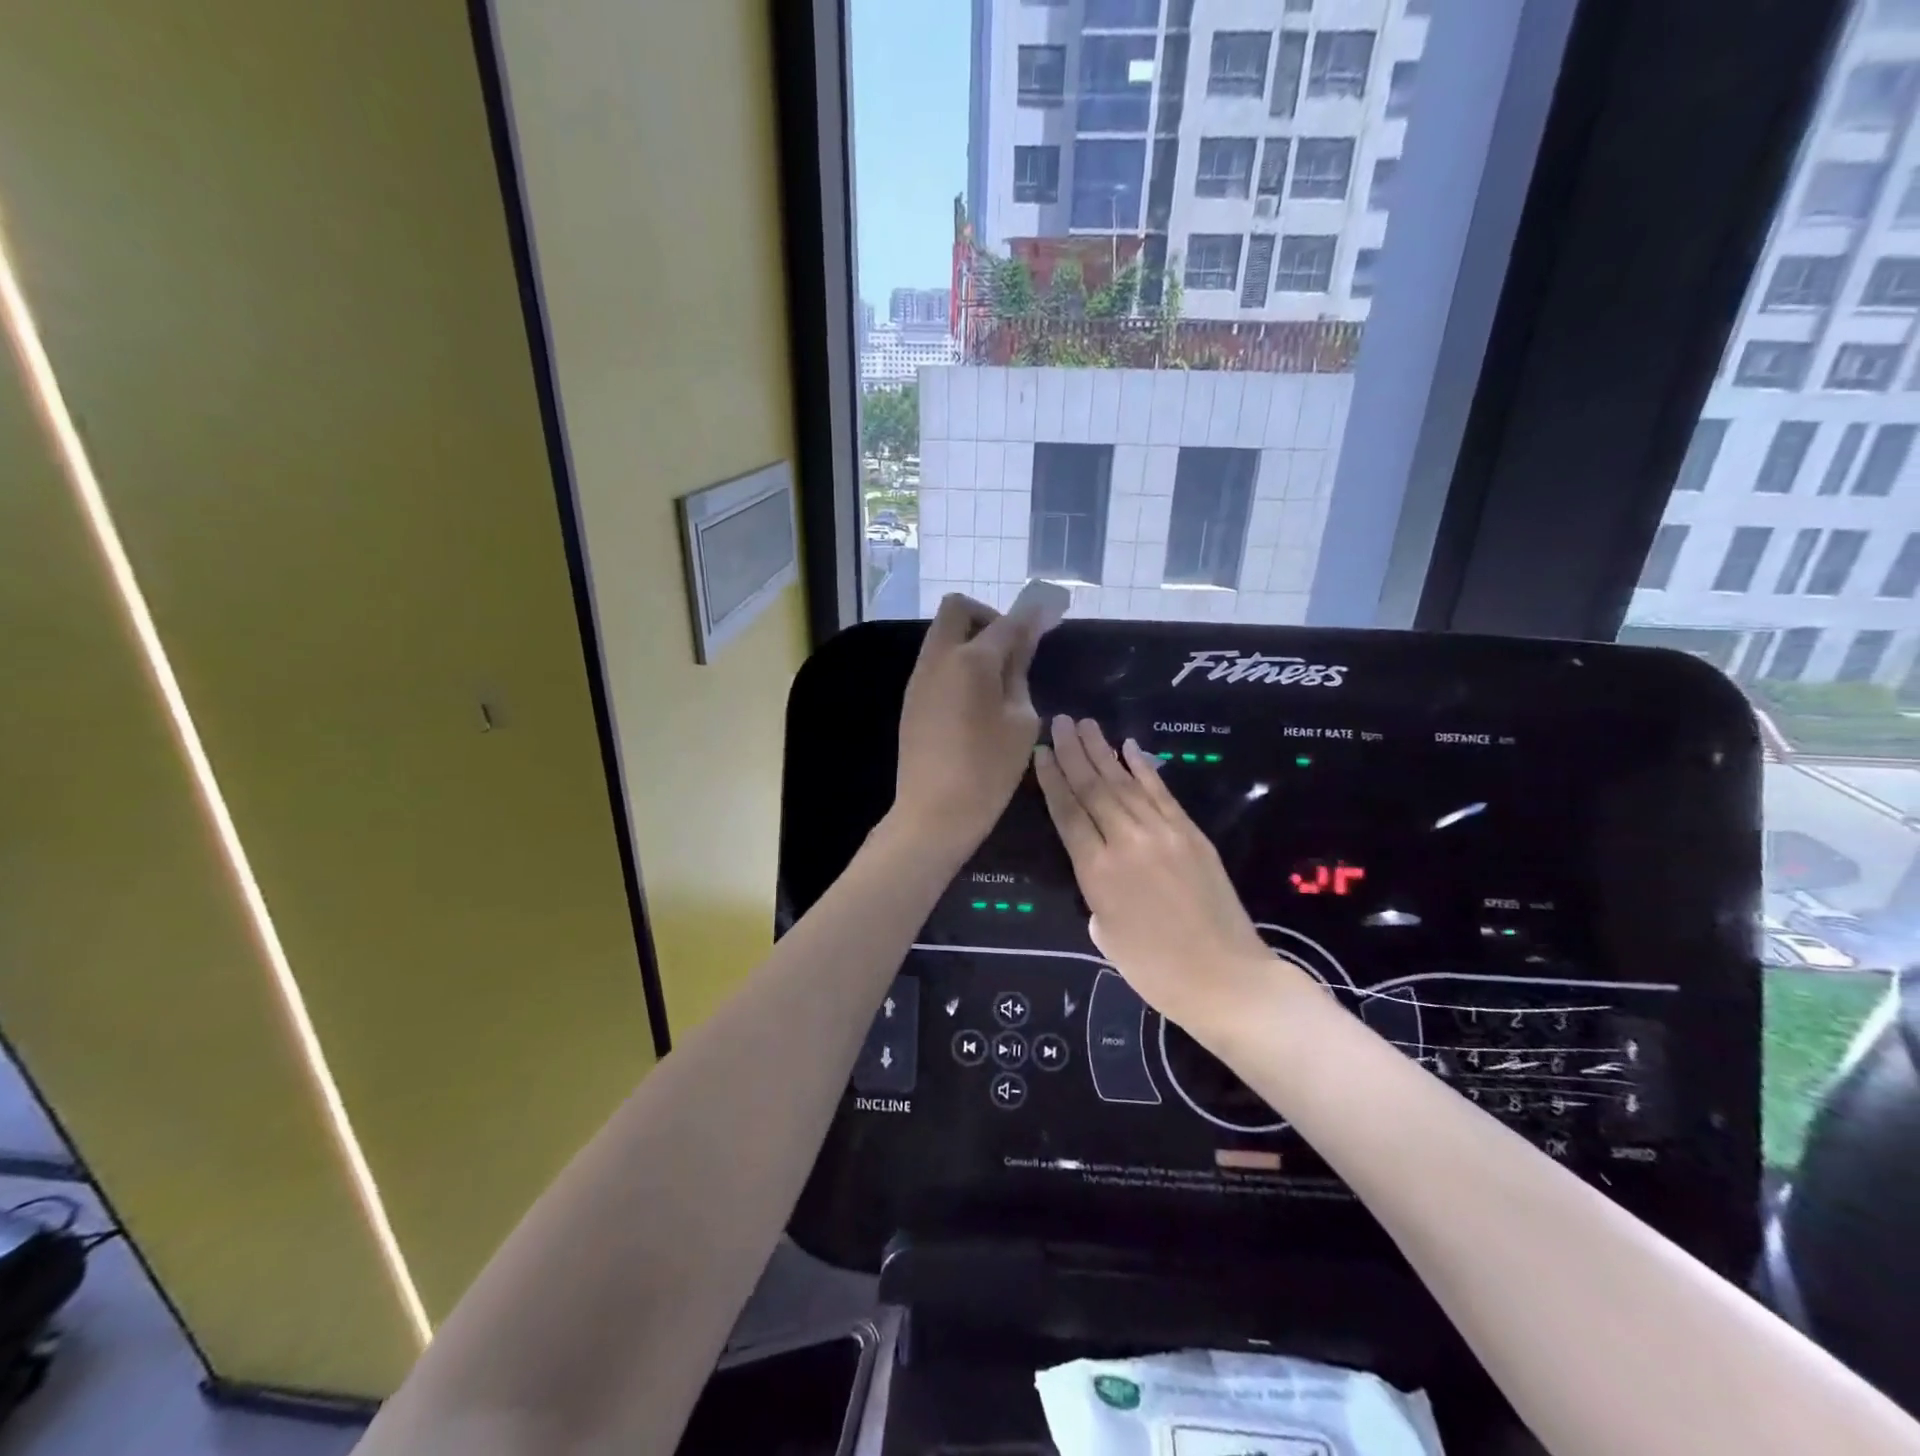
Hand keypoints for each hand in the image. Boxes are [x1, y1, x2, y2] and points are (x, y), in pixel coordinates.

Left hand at [892, 594, 1044, 856]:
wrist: (934, 812)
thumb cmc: (988, 770)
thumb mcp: (1021, 721)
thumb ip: (1020, 672)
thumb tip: (1023, 640)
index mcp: (972, 660)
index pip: (1007, 621)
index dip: (1032, 614)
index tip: (1050, 611)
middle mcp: (939, 657)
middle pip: (958, 609)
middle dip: (988, 616)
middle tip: (1012, 648)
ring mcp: (920, 677)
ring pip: (943, 634)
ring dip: (970, 639)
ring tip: (997, 677)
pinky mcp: (912, 697)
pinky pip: (935, 660)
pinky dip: (957, 661)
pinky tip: (975, 697)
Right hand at [1034, 716, 1309, 1034]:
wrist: (1225, 979)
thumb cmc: (1155, 969)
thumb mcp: (1105, 934)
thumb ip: (1095, 891)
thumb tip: (1100, 867)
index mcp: (1097, 871)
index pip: (1067, 812)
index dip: (1052, 779)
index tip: (1042, 750)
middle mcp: (1127, 842)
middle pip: (1094, 787)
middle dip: (1074, 751)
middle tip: (1061, 720)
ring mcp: (1163, 833)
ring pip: (1125, 783)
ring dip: (1103, 751)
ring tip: (1086, 724)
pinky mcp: (1192, 834)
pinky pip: (1161, 793)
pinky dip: (1144, 768)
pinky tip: (1130, 748)